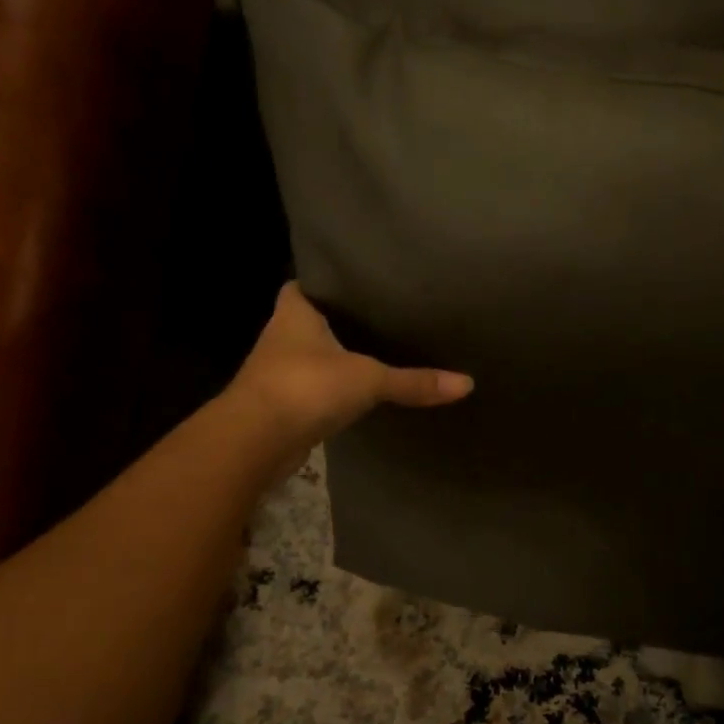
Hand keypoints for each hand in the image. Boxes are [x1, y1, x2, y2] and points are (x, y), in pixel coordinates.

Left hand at [226, 283, 472, 471]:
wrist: (255, 441)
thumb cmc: (306, 387)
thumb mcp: (368, 379)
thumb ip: (414, 381)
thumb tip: (467, 383)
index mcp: (295, 312)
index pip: (307, 284)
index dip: (328, 282)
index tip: (359, 281)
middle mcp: (282, 336)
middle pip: (313, 321)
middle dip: (340, 321)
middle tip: (381, 315)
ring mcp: (280, 373)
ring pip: (313, 356)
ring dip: (336, 357)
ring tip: (379, 349)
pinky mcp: (285, 405)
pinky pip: (315, 389)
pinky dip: (333, 390)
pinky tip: (360, 391)